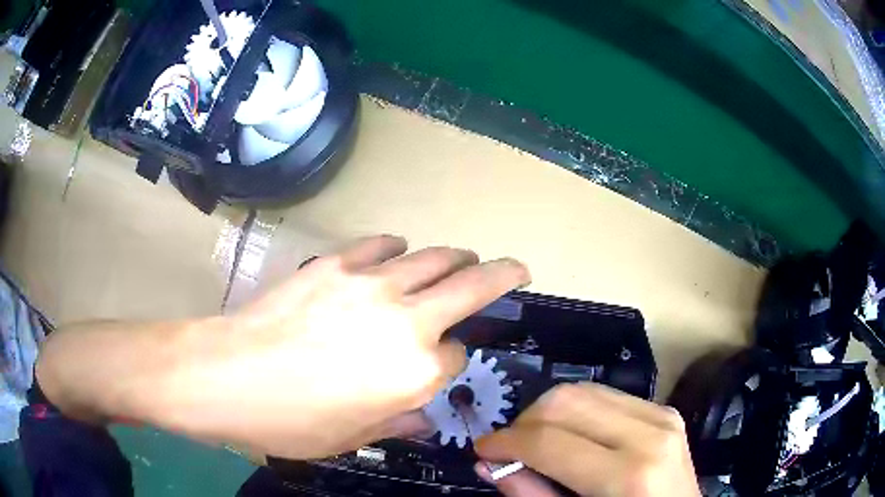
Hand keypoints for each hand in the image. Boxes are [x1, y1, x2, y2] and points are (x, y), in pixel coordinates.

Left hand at [140, 235, 528, 458]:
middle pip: (473, 286)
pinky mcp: (339, 262)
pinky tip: (396, 255)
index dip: (453, 360)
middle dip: (503, 274)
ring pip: (436, 257)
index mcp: (416, 372)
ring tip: (461, 260)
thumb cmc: (292, 421)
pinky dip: (399, 249)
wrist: (230, 375)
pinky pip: (385, 244)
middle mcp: (408, 321)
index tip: (442, 363)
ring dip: (456, 258)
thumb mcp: (354, 437)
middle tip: (514, 269)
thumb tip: (424, 413)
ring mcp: (373, 284)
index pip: (458, 355)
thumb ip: (400, 420)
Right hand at [475, 383, 700, 496]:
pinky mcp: (665, 410)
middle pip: (566, 402)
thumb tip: (488, 464)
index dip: (505, 442)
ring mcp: (662, 416)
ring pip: (584, 390)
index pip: (550, 441)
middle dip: (524, 422)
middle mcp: (650, 434)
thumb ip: (531, 495)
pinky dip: (577, 411)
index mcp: (629, 475)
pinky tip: (571, 436)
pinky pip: (607, 396)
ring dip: (548, 413)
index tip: (482, 450)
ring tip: (537, 441)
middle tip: (509, 448)